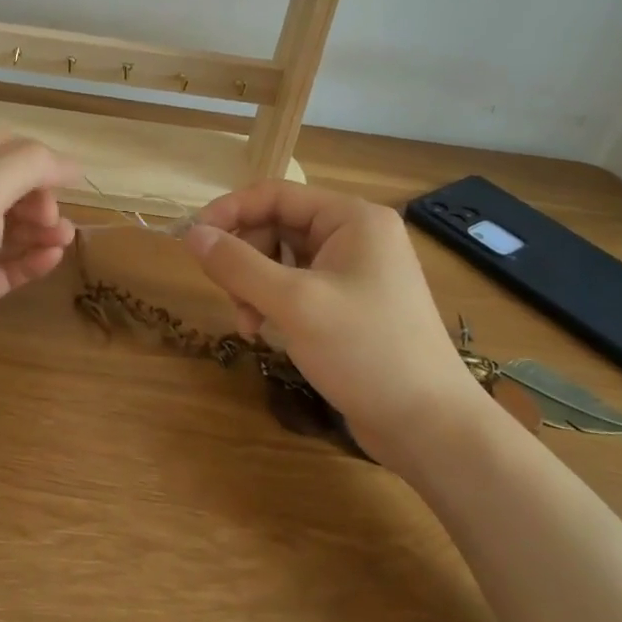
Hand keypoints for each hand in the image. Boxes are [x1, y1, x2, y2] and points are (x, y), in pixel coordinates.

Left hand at [0, 127, 84, 416]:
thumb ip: (27, 165)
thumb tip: (69, 164)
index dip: (28, 154)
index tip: (61, 180)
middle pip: (2, 186)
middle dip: (36, 195)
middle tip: (51, 218)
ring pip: (7, 228)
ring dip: (40, 228)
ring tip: (65, 239)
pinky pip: (4, 267)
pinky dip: (30, 260)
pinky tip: (52, 260)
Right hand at [184, 181, 487, 469]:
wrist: (430, 426)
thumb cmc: (366, 351)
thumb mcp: (294, 303)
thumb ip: (238, 265)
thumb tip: (191, 233)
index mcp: (352, 219)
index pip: (275, 195)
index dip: (229, 211)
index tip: (192, 240)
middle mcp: (355, 235)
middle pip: (275, 226)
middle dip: (245, 260)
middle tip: (230, 298)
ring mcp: (354, 270)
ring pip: (281, 259)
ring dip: (254, 286)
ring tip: (249, 324)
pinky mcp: (351, 303)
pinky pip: (297, 286)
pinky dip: (273, 303)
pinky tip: (266, 333)